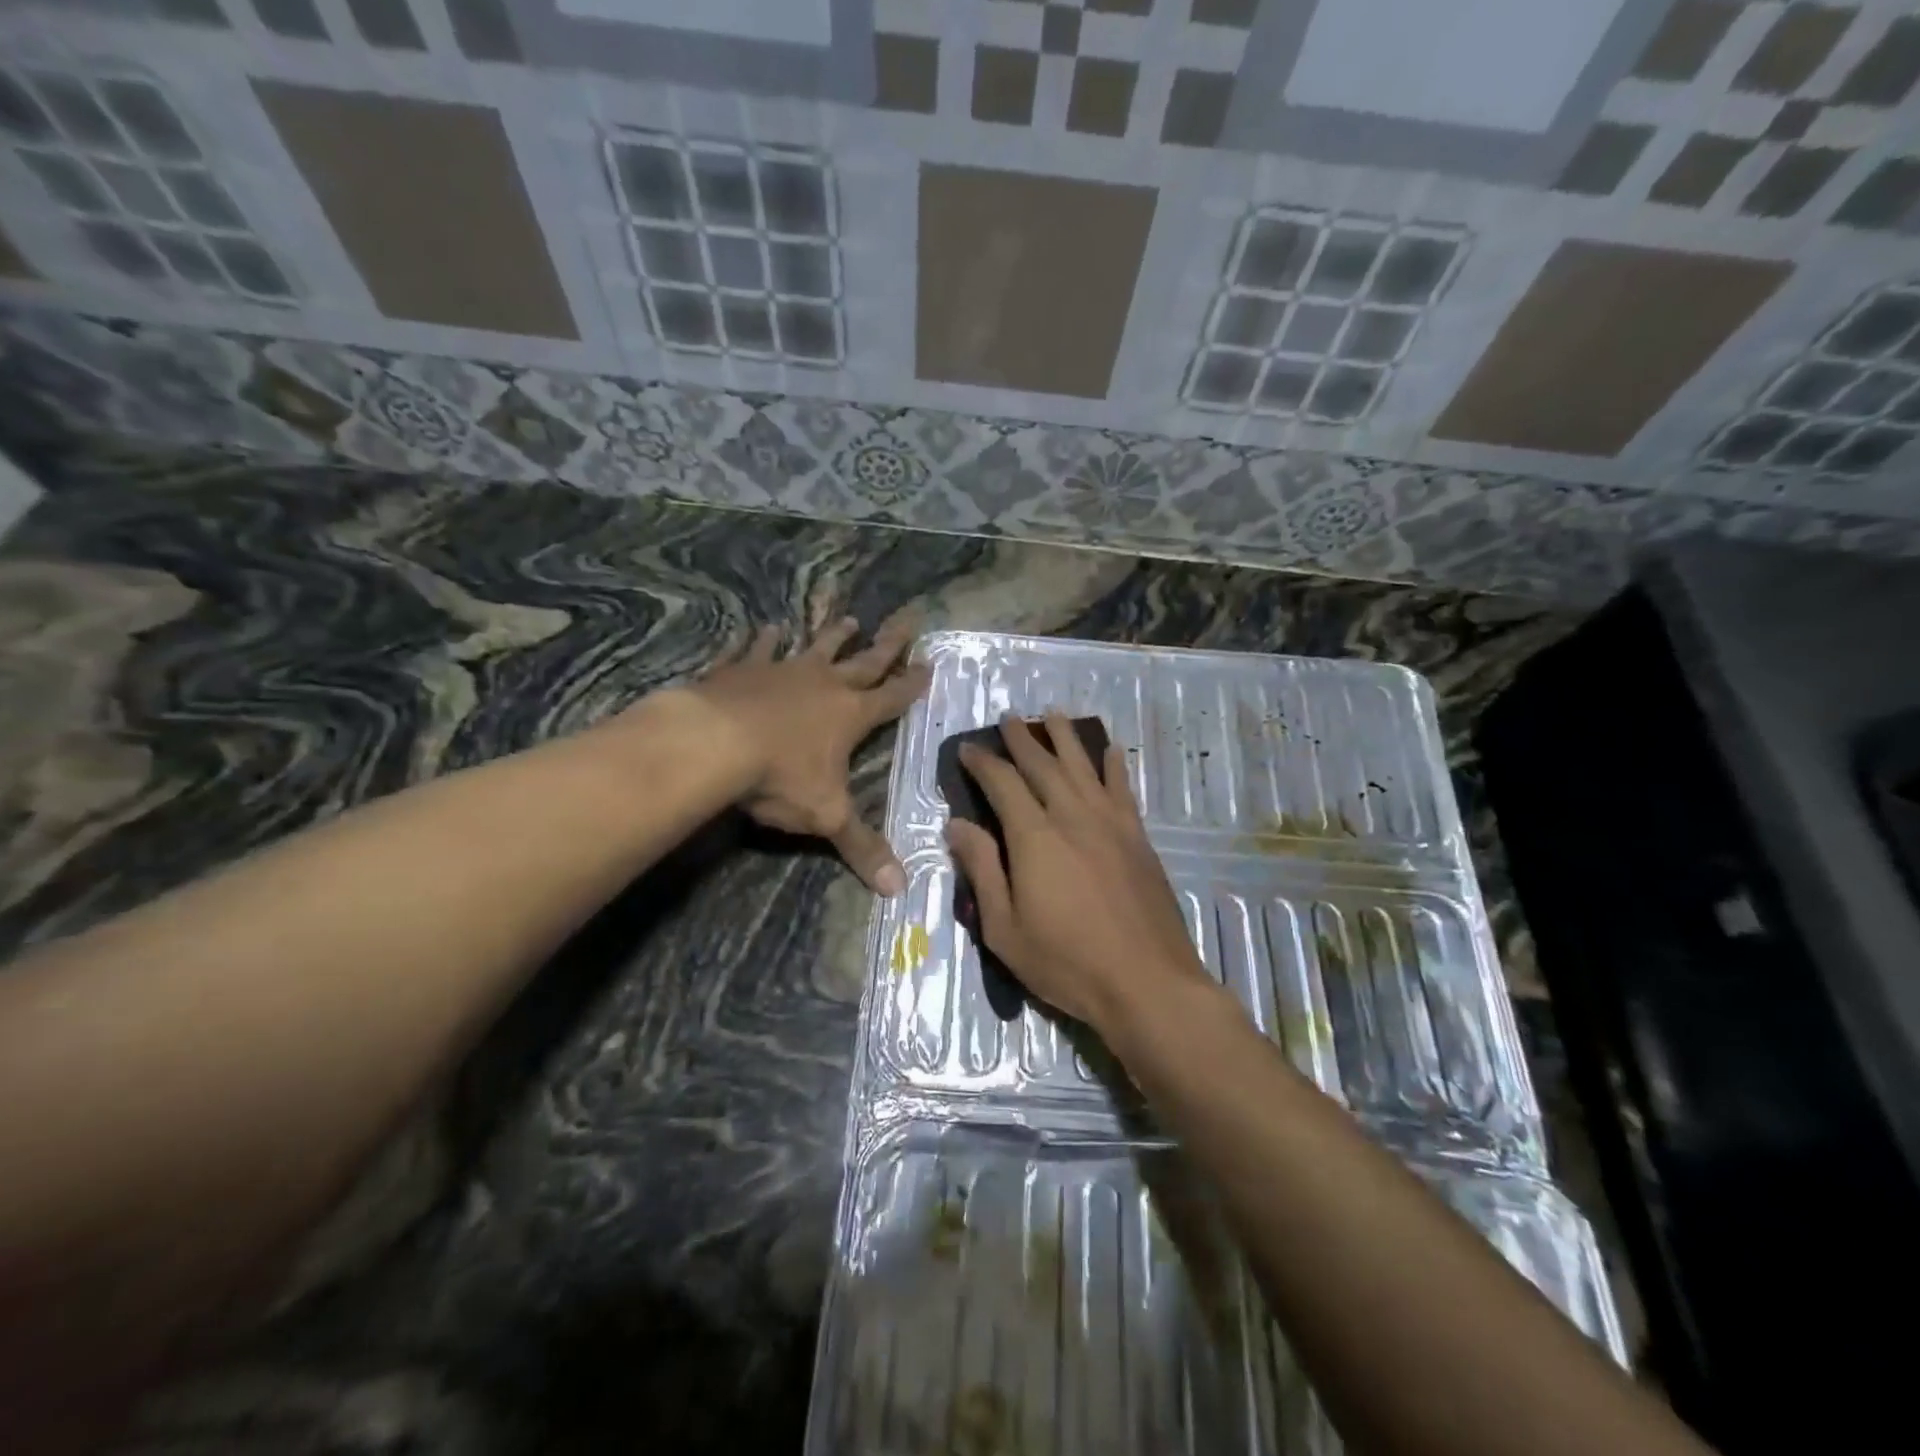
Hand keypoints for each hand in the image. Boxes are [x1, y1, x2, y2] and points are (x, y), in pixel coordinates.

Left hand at [690, 611, 930, 894]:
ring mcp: (781, 671)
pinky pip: (755, 648)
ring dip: (832, 634)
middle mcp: (822, 684)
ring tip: (847, 617)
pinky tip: (764, 627)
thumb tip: (900, 889)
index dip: (913, 683)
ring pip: (815, 647)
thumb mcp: (826, 816)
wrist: (712, 744)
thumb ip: (862, 848)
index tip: (930, 662)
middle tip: (907, 618)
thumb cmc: (780, 778)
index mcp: (850, 715)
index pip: (892, 696)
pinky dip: (759, 639)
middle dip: (888, 642)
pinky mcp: (741, 669)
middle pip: (864, 659)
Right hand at [944, 710, 1208, 1033]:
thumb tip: (957, 824)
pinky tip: (1109, 750)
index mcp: (1034, 836)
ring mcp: (1110, 823)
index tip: (967, 749)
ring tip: (1052, 715)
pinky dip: (1113, 765)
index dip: (982, 762)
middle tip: (1007, 719)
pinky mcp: (1138, 837)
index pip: (1002, 783)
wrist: (1147, 981)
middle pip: (1043, 764)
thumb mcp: (1004, 928)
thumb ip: (982, 869)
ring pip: (1083, 766)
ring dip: (1065, 737)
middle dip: (1021, 739)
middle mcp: (1072, 815)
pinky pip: (1122, 788)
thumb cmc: (1066, 962)